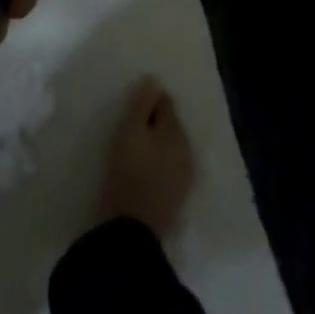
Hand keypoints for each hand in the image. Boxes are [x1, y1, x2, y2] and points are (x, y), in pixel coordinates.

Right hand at [94, 77, 195, 240]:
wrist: (131, 234)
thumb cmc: (127, 174)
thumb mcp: (129, 132)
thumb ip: (141, 104)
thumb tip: (154, 79)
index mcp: (176, 131)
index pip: (165, 103)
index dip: (148, 101)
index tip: (132, 106)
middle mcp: (187, 150)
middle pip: (170, 126)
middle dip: (155, 123)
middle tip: (132, 128)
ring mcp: (185, 177)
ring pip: (171, 148)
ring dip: (158, 145)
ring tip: (137, 149)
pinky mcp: (177, 199)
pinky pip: (169, 170)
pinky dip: (159, 165)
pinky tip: (145, 171)